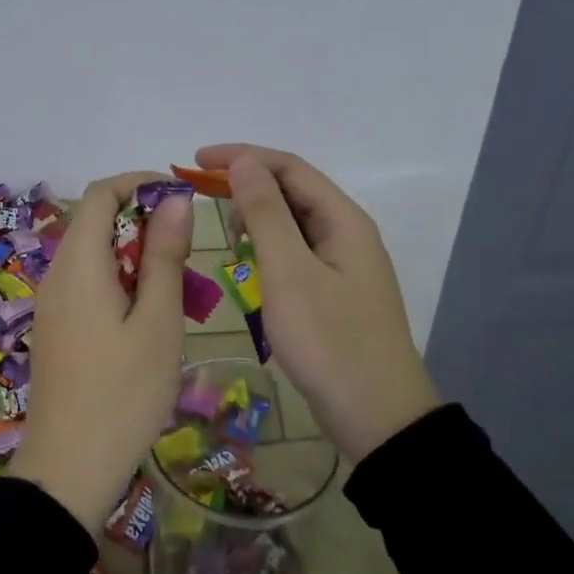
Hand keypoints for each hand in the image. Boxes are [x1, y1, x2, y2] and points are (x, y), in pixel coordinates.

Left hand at [10, 172, 193, 529]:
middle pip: (97, 223)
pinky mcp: (56, 328)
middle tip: (188, 260)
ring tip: (177, 295)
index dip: (140, 184)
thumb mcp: (158, 321)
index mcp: (78, 263)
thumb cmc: (124, 393)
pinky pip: (89, 286)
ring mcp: (52, 303)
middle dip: (145, 227)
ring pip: (96, 257)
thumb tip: (174, 199)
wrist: (70, 468)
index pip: (100, 193)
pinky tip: (150, 322)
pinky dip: (122, 285)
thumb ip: (165, 255)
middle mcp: (57, 274)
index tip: (181, 201)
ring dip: (138, 260)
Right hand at [195, 143, 440, 462]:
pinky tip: (251, 267)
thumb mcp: (289, 273)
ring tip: (228, 239)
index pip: (289, 168)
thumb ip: (265, 213)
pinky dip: (268, 250)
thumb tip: (243, 162)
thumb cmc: (329, 341)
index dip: (242, 157)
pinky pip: (296, 254)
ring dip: (258, 219)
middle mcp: (347, 233)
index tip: (195, 162)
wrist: (377, 416)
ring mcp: (343, 265)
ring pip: (293, 224)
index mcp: (343, 220)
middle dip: (247, 187)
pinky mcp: (334, 292)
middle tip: (204, 201)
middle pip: (293, 191)